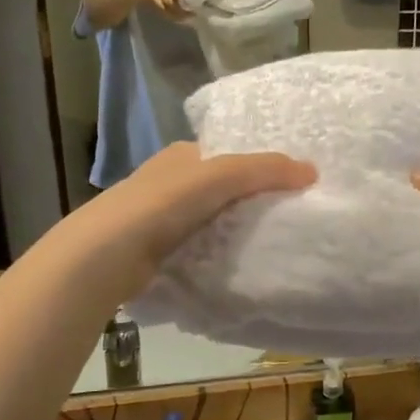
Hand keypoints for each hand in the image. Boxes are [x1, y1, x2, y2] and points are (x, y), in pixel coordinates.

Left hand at [77, 143, 315, 290]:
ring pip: (210, 219)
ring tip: (273, 242)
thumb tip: (313, 170)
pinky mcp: (156, 251)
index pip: (228, 155)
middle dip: (249, 200)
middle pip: (221, 188)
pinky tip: (238, 264)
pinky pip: (198, 247)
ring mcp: (160, 217)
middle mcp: (169, 181)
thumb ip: (265, 170)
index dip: (259, 166)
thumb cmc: (163, 203)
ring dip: (234, 229)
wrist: (106, 255)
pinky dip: (217, 253)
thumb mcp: (221, 176)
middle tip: (289, 216)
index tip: (291, 185)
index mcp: (181, 155)